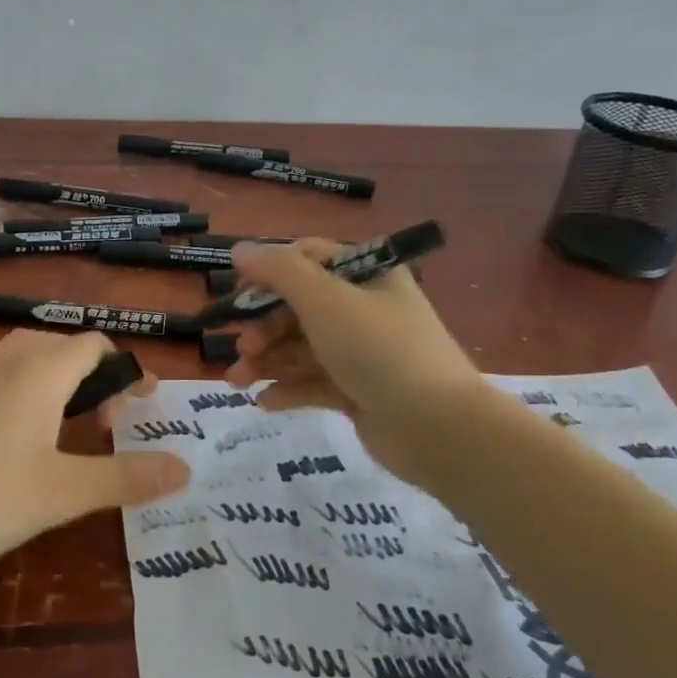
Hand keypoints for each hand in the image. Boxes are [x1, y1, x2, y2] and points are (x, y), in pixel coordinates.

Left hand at [0, 330, 189, 577]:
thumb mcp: (60, 493)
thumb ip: (124, 477)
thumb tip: (185, 467)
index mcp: (43, 368)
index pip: (99, 346)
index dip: (129, 374)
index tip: (145, 412)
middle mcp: (10, 357)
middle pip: (70, 351)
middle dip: (101, 384)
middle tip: (111, 431)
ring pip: (37, 365)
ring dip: (66, 392)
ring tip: (73, 440)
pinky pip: (9, 381)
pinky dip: (34, 400)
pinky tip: (21, 449)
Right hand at [224, 238, 481, 474]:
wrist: (439, 428)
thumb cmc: (379, 350)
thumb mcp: (325, 300)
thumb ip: (278, 271)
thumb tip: (239, 249)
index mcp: (365, 274)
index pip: (306, 259)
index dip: (267, 273)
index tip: (237, 296)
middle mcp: (363, 307)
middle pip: (298, 307)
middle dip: (263, 327)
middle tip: (242, 348)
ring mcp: (361, 352)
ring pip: (300, 347)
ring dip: (266, 360)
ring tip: (237, 381)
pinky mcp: (358, 391)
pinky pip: (313, 382)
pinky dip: (287, 389)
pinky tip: (264, 402)